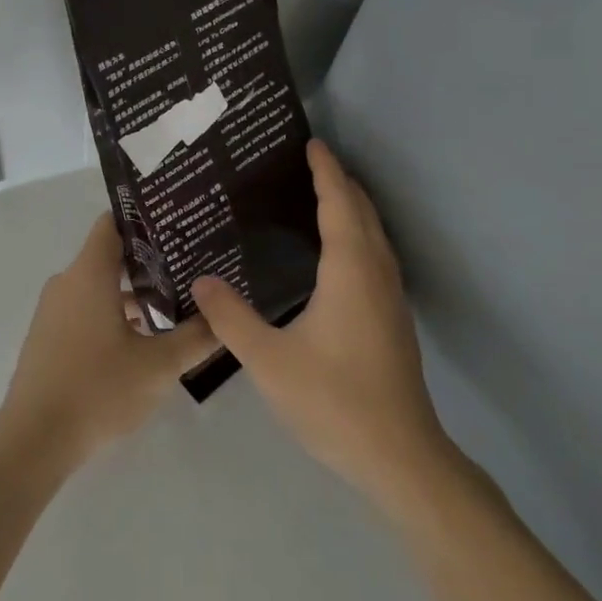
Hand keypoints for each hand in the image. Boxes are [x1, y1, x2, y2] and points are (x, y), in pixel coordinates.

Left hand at [0, 213, 218, 465]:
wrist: (35, 438)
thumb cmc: (98, 389)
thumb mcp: (158, 366)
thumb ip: (196, 337)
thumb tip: (224, 315)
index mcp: (89, 273)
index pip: (113, 223)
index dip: (144, 219)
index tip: (176, 225)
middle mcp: (68, 281)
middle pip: (109, 255)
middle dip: (149, 260)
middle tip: (189, 266)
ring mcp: (54, 309)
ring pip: (99, 285)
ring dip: (133, 292)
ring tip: (174, 304)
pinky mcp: (49, 335)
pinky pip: (85, 307)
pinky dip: (112, 312)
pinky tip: (142, 337)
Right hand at [192, 140, 452, 507]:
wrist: (400, 457)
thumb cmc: (334, 401)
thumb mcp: (268, 360)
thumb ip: (231, 317)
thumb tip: (201, 280)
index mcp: (349, 271)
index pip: (339, 203)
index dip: (326, 171)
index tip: (311, 143)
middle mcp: (376, 274)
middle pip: (363, 212)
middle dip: (340, 182)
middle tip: (306, 162)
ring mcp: (390, 298)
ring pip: (374, 235)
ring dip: (351, 208)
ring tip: (318, 196)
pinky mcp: (392, 320)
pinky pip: (375, 256)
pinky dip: (356, 234)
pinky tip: (333, 254)